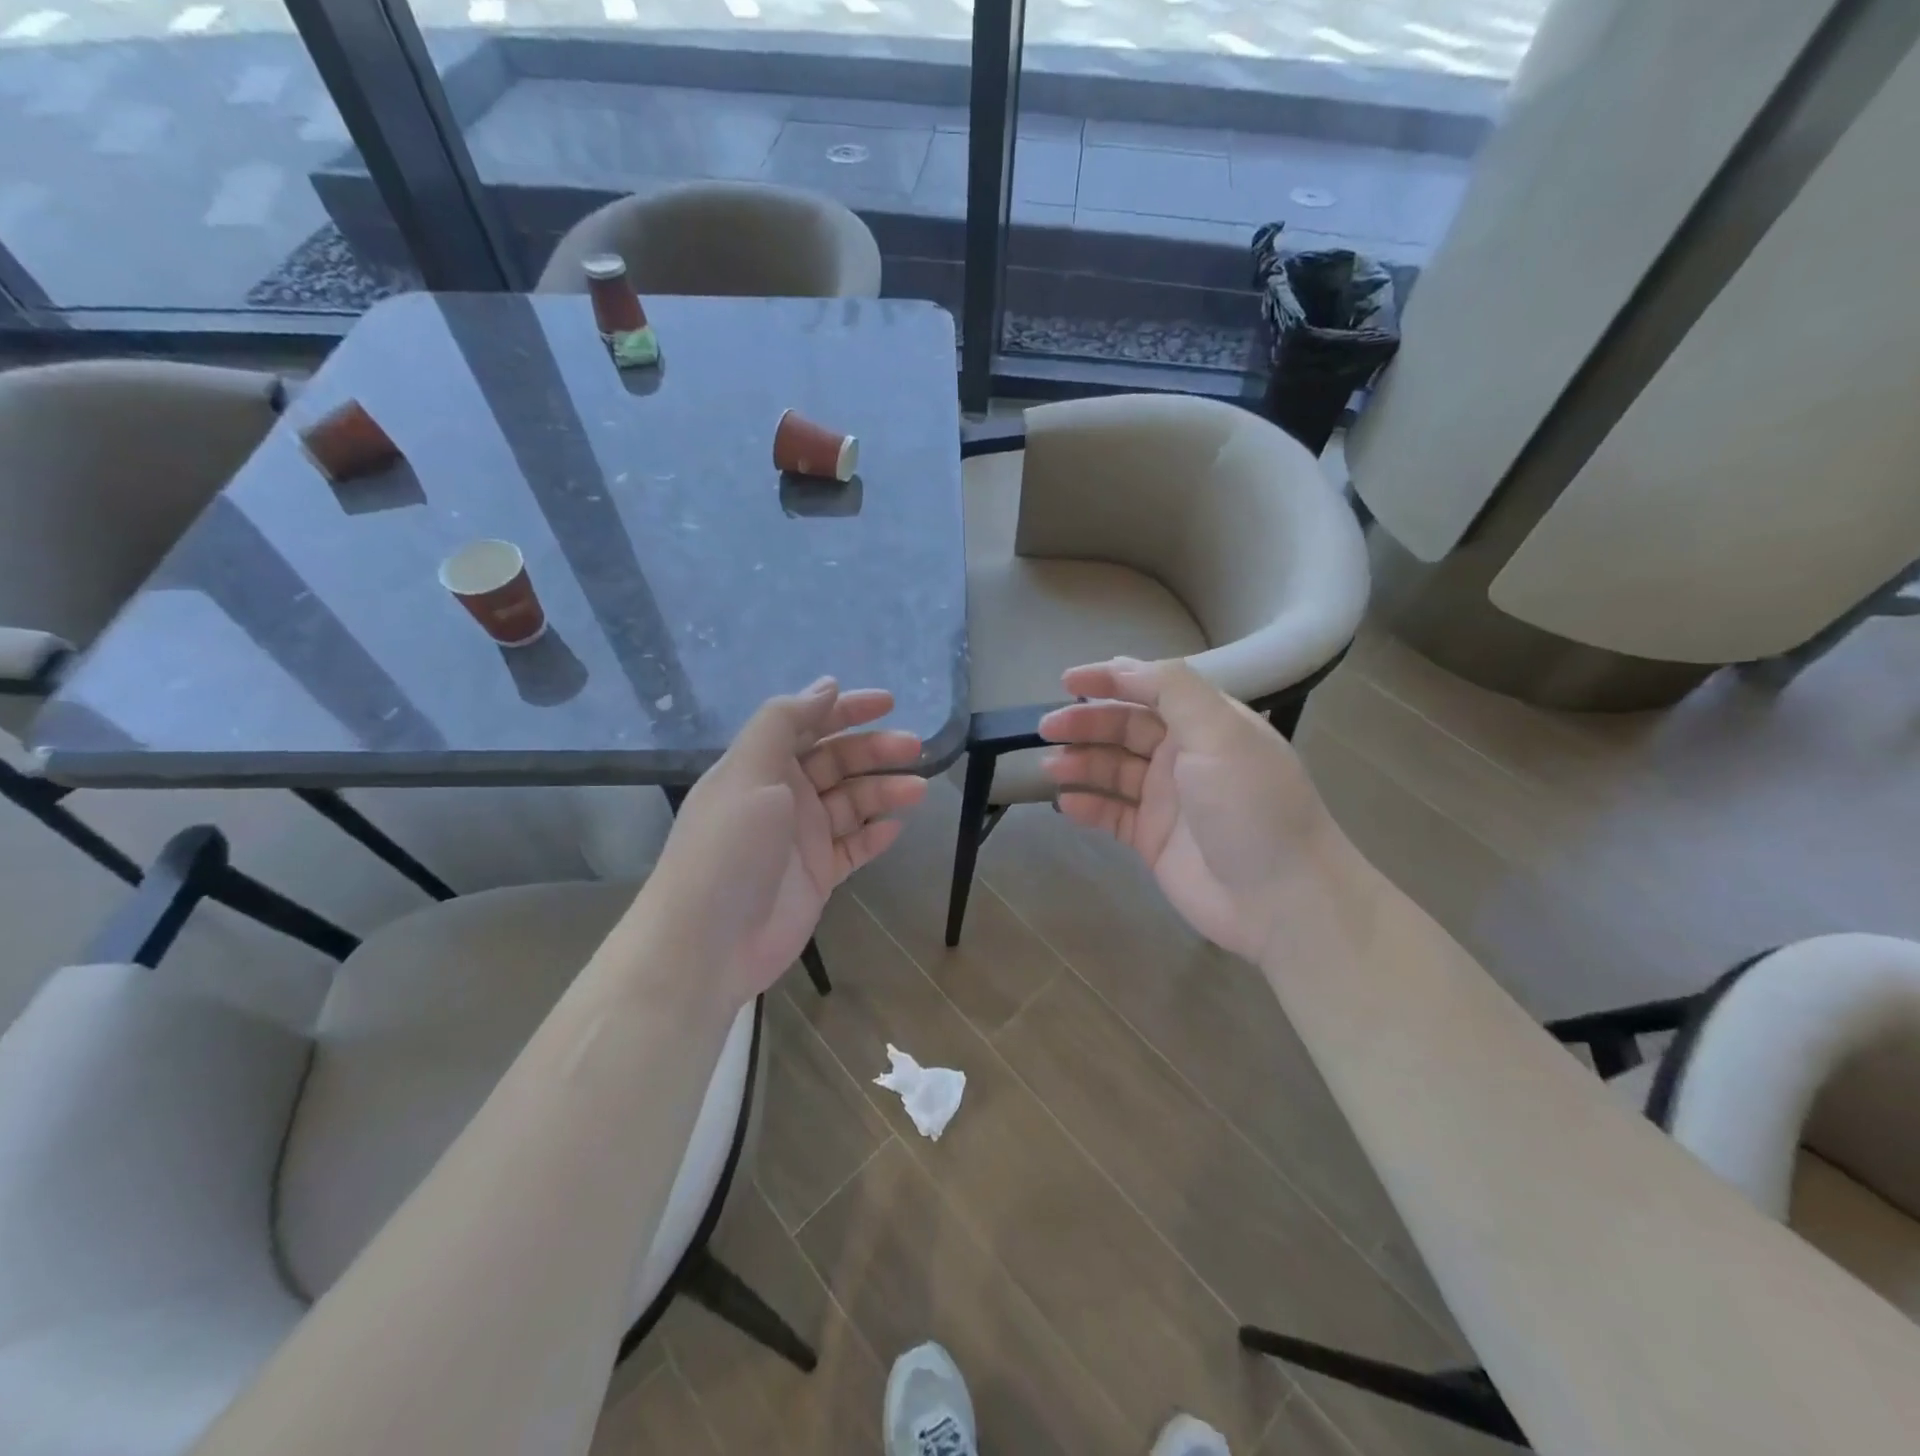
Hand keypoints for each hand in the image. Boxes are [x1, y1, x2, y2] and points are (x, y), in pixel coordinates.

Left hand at [640, 678, 926, 1005]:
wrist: (708, 943)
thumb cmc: (728, 848)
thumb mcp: (749, 771)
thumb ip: (785, 721)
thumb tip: (826, 685)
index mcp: (761, 765)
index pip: (809, 724)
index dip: (846, 709)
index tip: (888, 703)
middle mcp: (783, 796)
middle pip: (837, 762)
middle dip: (875, 750)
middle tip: (914, 748)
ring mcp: (801, 838)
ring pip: (851, 804)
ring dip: (883, 792)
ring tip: (917, 789)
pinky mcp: (817, 876)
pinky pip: (853, 847)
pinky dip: (874, 836)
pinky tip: (896, 827)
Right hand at [1039, 658, 1343, 961]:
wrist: (1280, 899)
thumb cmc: (1250, 805)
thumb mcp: (1220, 732)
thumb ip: (1173, 689)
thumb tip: (1124, 666)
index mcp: (1206, 724)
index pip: (1152, 688)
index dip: (1110, 680)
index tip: (1068, 682)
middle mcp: (1185, 756)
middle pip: (1125, 728)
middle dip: (1086, 722)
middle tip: (1046, 728)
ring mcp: (1168, 800)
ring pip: (1113, 770)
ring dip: (1080, 763)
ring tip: (1050, 767)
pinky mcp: (1153, 840)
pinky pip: (1111, 814)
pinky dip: (1087, 805)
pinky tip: (1066, 803)